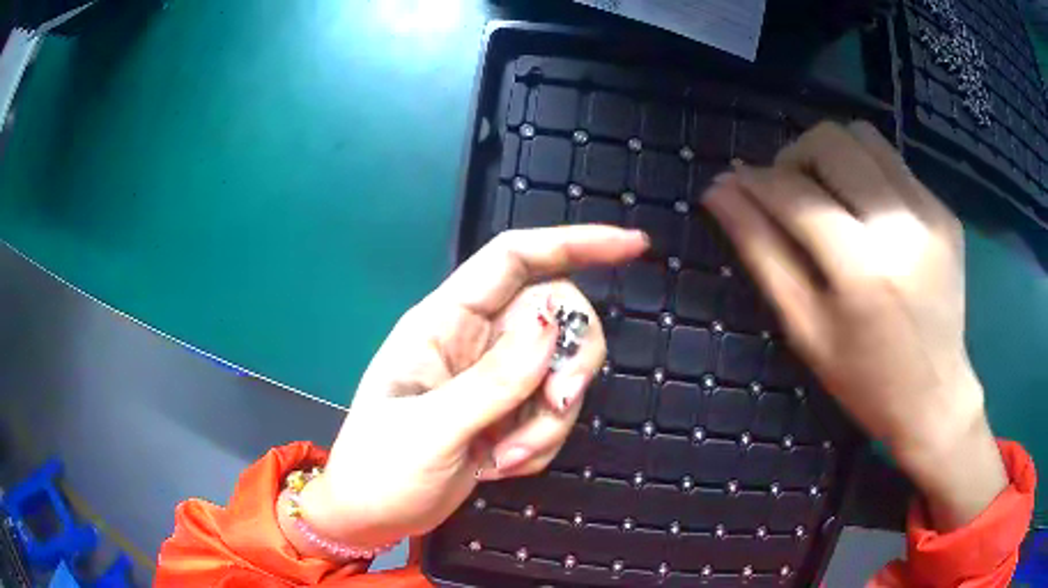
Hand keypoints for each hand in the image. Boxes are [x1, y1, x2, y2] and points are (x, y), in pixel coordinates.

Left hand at [290, 226, 647, 551]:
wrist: (374, 517)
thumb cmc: (380, 470)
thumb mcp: (431, 429)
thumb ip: (494, 381)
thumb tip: (549, 328)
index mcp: (443, 322)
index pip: (514, 259)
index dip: (574, 243)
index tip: (632, 245)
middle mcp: (476, 340)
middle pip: (556, 317)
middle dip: (569, 364)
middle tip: (557, 406)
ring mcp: (496, 379)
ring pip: (561, 373)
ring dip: (548, 423)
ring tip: (504, 458)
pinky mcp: (510, 413)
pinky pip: (552, 414)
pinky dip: (539, 443)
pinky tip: (498, 466)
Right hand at [704, 121, 1005, 529]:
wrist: (935, 396)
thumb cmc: (864, 379)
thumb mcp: (805, 329)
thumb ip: (762, 253)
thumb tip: (721, 193)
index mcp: (863, 269)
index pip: (795, 193)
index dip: (755, 181)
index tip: (735, 186)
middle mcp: (902, 226)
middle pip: (831, 141)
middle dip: (794, 156)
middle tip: (787, 192)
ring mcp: (930, 213)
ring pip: (864, 136)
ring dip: (831, 155)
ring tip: (827, 195)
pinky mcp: (944, 211)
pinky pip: (893, 165)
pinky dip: (866, 175)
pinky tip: (867, 216)